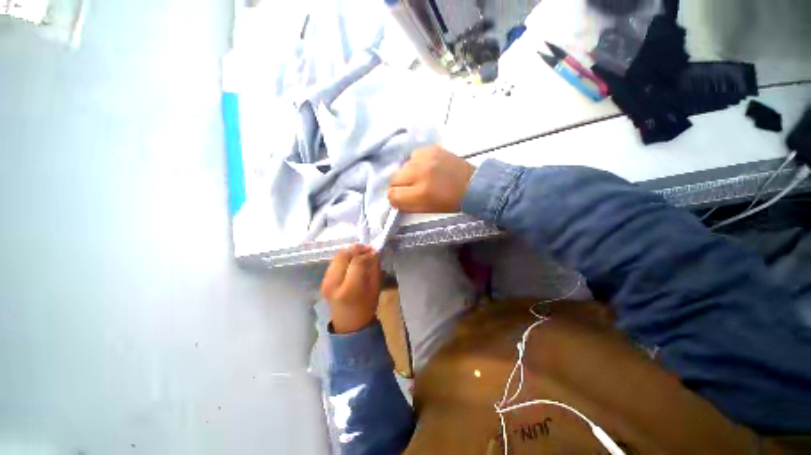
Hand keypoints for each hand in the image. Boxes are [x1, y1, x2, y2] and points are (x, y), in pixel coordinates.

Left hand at [321, 245, 382, 333]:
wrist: (348, 323)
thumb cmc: (366, 307)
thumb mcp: (375, 288)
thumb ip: (374, 268)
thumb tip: (374, 252)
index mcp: (349, 289)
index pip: (357, 262)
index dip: (366, 254)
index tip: (375, 251)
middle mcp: (333, 283)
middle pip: (343, 256)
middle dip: (356, 249)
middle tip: (368, 249)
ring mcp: (325, 281)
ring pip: (337, 257)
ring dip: (350, 252)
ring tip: (361, 253)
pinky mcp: (323, 280)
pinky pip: (334, 262)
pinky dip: (344, 258)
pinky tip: (352, 260)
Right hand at [388, 145, 475, 212]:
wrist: (472, 184)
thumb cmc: (450, 202)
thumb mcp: (426, 209)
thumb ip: (406, 205)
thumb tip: (393, 198)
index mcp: (420, 192)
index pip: (392, 194)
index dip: (394, 198)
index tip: (400, 199)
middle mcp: (420, 172)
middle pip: (393, 178)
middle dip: (399, 186)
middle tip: (410, 189)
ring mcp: (425, 158)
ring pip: (402, 166)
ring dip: (408, 174)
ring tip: (421, 177)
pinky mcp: (430, 148)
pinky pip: (412, 156)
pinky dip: (416, 163)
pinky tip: (426, 167)